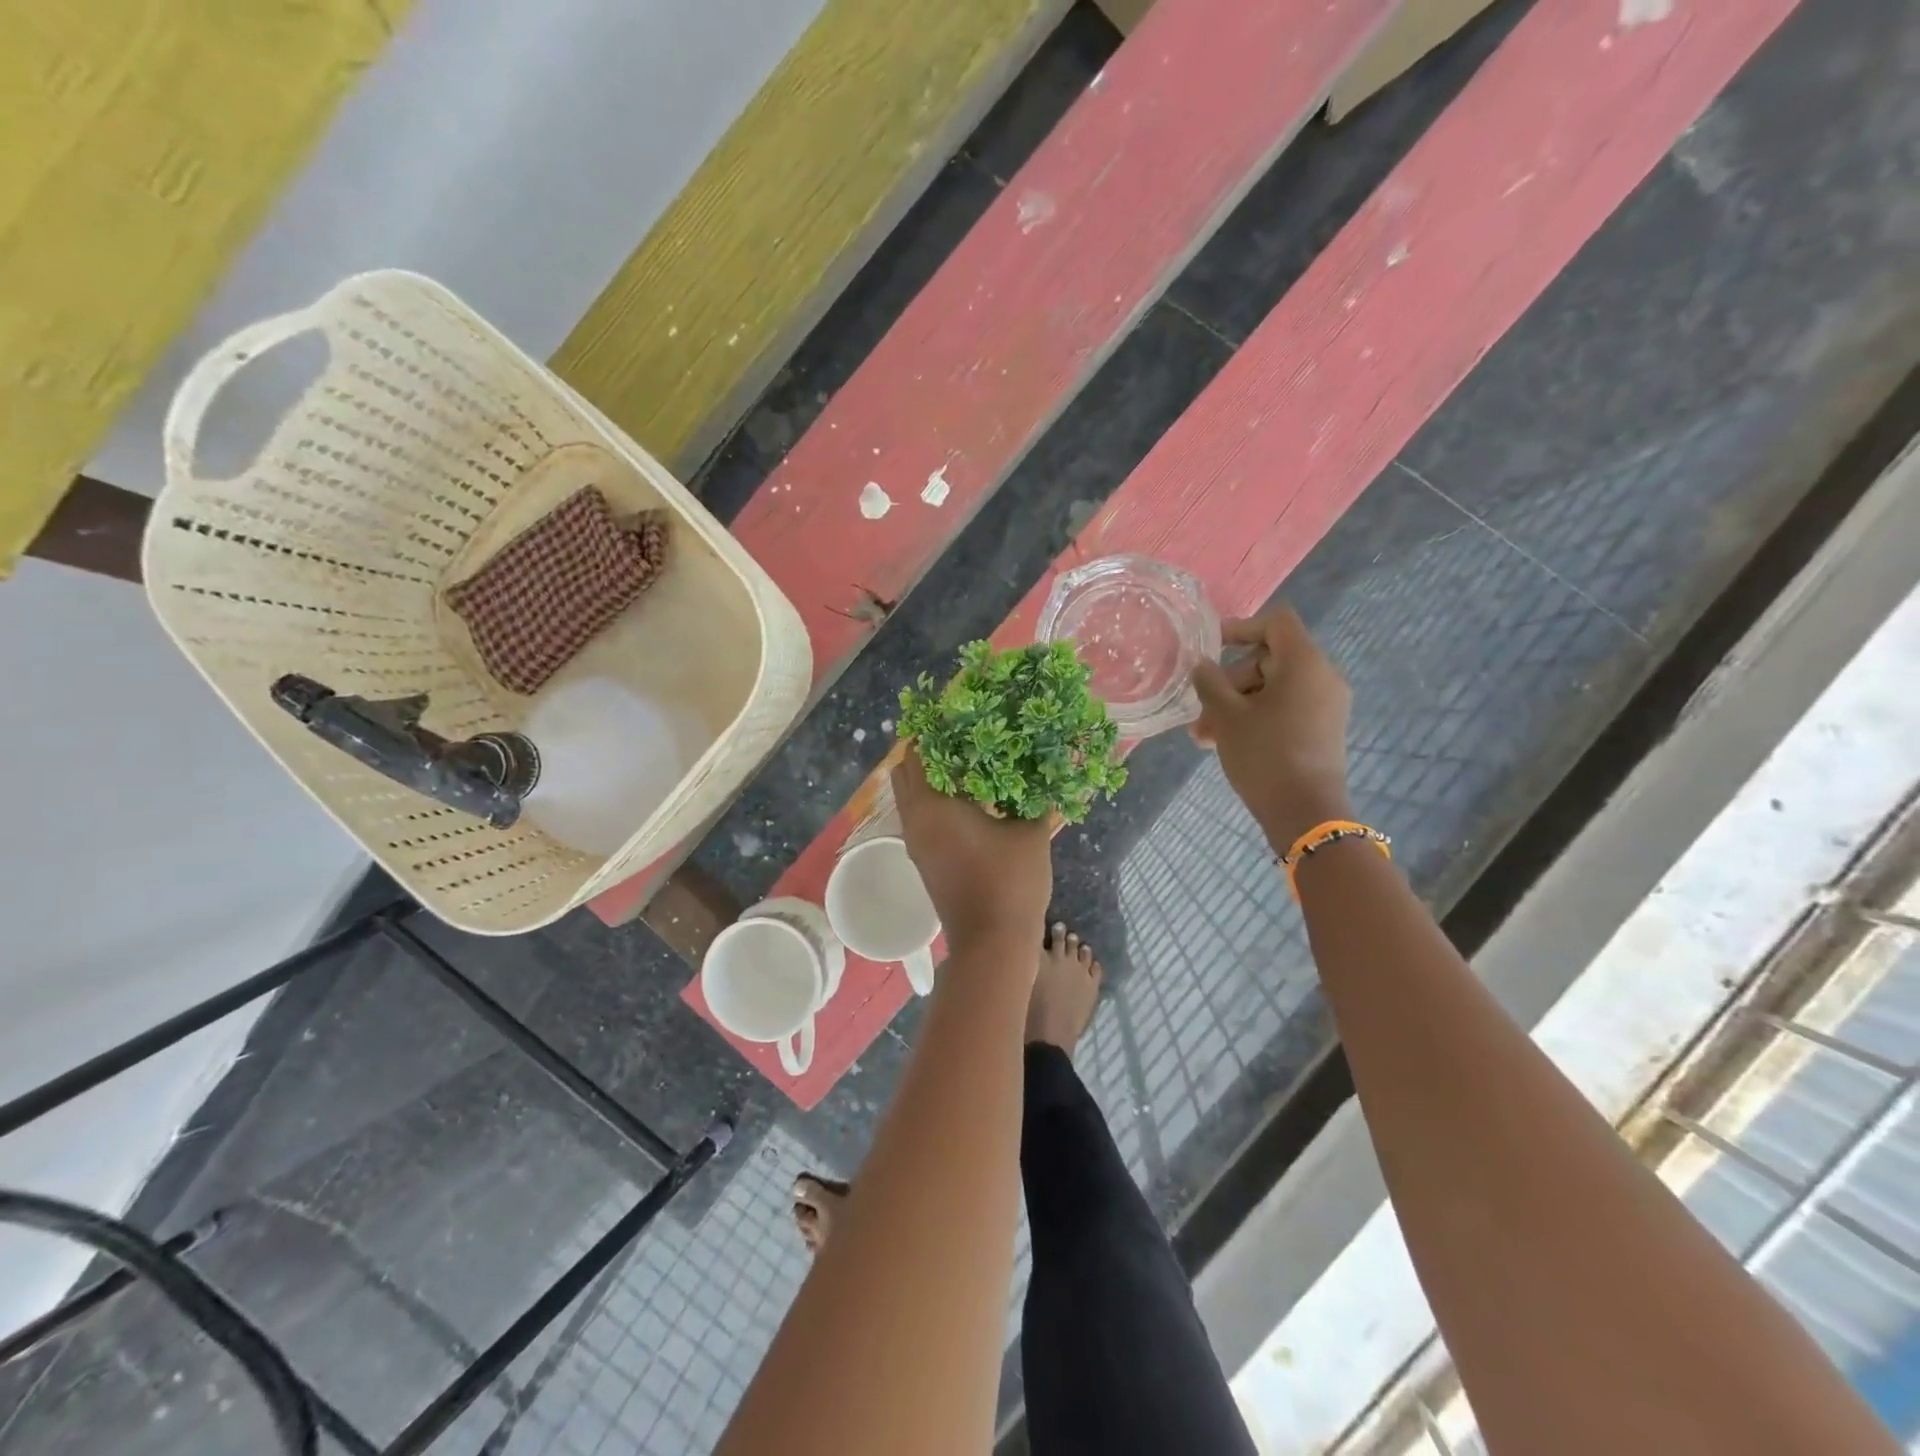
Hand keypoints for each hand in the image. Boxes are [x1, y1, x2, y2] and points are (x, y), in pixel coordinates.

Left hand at [893, 748, 1052, 954]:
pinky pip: (919, 819)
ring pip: (911, 800)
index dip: (932, 734)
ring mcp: (916, 845)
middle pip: (905, 776)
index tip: (954, 717)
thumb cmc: (1010, 882)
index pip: (918, 756)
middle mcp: (915, 823)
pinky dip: (933, 803)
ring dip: (929, 781)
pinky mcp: (924, 862)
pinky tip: (967, 800)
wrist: (993, 943)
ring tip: (965, 765)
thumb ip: (1033, 797)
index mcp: (934, 808)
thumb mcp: (1031, 833)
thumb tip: (1044, 769)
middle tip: (959, 738)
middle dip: (926, 754)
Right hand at [1191, 607, 1353, 849]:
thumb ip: (1210, 682)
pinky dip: (1255, 717)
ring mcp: (1325, 705)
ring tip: (1202, 736)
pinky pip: (1284, 709)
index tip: (1211, 647)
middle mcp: (1322, 677)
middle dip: (1229, 683)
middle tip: (1199, 710)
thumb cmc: (1264, 754)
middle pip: (1268, 660)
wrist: (1305, 812)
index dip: (1241, 628)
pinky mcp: (1322, 729)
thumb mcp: (1226, 716)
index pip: (1276, 623)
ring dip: (1235, 705)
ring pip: (1272, 689)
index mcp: (1304, 663)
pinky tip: (1223, 742)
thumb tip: (1201, 664)